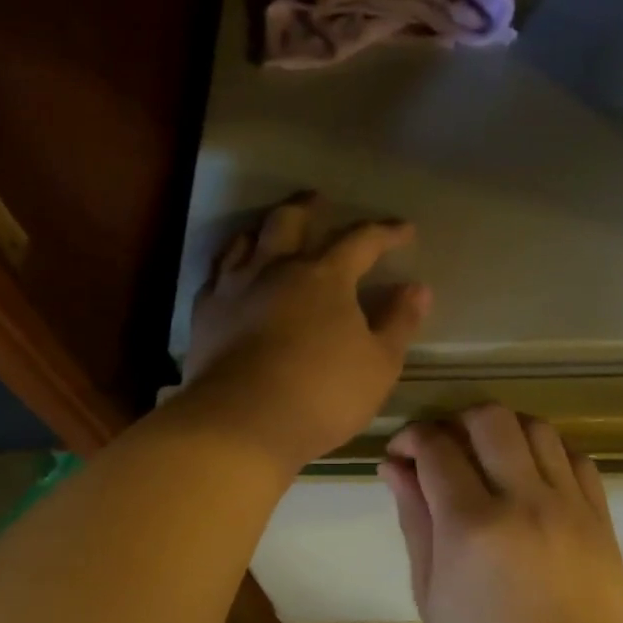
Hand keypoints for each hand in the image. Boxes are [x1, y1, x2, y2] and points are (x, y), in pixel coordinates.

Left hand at [182, 194, 429, 472]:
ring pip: (245, 240)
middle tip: (318, 199)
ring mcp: (234, 287)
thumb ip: (399, 323)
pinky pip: (216, 273)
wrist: (241, 423)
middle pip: (289, 221)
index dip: (385, 233)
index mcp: (324, 277)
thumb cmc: (322, 395)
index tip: (403, 229)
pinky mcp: (205, 312)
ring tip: (271, 229)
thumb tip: (418, 288)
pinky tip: (232, 274)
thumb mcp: (378, 365)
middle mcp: (276, 268)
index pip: (361, 241)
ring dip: (263, 228)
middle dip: (308, 206)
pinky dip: (230, 264)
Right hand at [383, 405, 622, 622]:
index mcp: (471, 525)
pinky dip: (548, 453)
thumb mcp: (430, 594)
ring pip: (538, 428)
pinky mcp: (601, 519)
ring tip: (490, 458)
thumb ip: (414, 520)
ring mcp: (570, 506)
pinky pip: (577, 459)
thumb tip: (395, 467)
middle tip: (446, 448)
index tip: (403, 453)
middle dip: (457, 420)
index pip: (436, 447)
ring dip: (504, 431)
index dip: (412, 438)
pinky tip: (532, 478)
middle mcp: (523, 501)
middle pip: (491, 418)